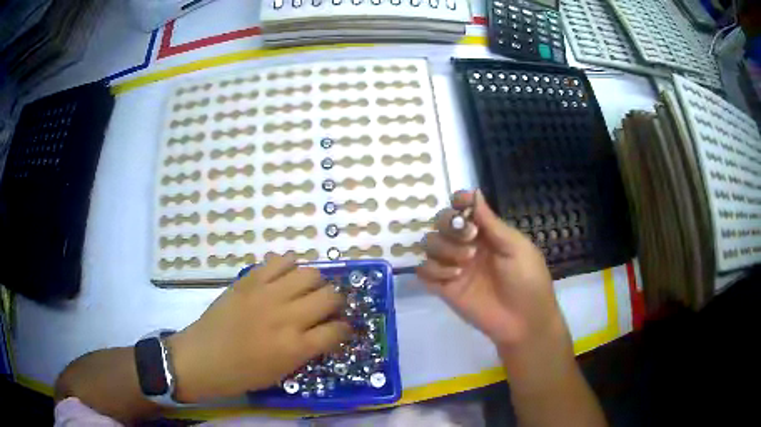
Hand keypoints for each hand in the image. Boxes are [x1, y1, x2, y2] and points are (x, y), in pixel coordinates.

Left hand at [167, 254, 350, 402]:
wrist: (203, 357)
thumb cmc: (242, 374)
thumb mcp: (282, 372)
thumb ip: (307, 350)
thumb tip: (324, 332)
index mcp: (295, 347)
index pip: (337, 330)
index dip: (345, 329)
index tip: (341, 329)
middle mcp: (286, 317)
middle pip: (330, 296)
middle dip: (336, 303)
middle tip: (326, 309)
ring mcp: (267, 294)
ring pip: (310, 273)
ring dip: (315, 283)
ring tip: (307, 291)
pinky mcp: (249, 280)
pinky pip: (280, 261)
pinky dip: (290, 265)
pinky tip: (286, 277)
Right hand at [416, 189, 568, 353]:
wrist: (523, 321)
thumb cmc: (527, 280)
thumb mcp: (515, 247)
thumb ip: (491, 223)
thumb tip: (475, 192)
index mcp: (486, 233)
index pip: (463, 209)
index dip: (459, 202)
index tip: (461, 204)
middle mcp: (466, 245)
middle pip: (441, 222)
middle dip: (451, 226)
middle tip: (469, 238)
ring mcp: (454, 266)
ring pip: (429, 244)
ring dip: (444, 249)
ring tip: (465, 264)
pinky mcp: (444, 288)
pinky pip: (424, 271)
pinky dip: (433, 270)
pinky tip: (453, 278)